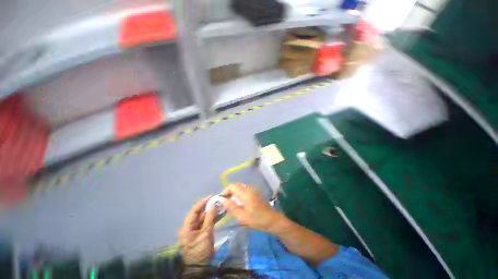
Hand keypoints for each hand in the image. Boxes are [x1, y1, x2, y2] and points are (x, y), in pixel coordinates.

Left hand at [179, 196, 216, 265]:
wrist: (201, 267)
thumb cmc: (200, 250)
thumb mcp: (205, 234)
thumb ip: (210, 218)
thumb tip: (213, 205)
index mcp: (187, 226)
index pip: (195, 210)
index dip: (203, 202)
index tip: (212, 196)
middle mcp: (191, 226)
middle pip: (200, 213)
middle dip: (209, 206)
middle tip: (219, 200)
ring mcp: (197, 229)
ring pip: (205, 217)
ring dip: (213, 211)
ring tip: (221, 205)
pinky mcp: (203, 232)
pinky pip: (208, 222)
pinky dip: (214, 218)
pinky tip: (221, 214)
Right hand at [220, 184, 282, 232]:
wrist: (272, 220)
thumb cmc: (257, 220)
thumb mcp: (242, 216)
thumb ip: (231, 207)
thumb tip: (221, 200)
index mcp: (246, 193)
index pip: (232, 186)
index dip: (224, 191)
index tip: (221, 201)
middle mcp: (249, 188)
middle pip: (235, 185)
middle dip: (228, 192)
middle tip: (224, 203)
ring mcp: (253, 190)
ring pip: (239, 187)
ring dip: (233, 193)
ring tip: (230, 204)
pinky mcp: (255, 193)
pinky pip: (244, 190)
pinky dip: (238, 194)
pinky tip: (238, 203)